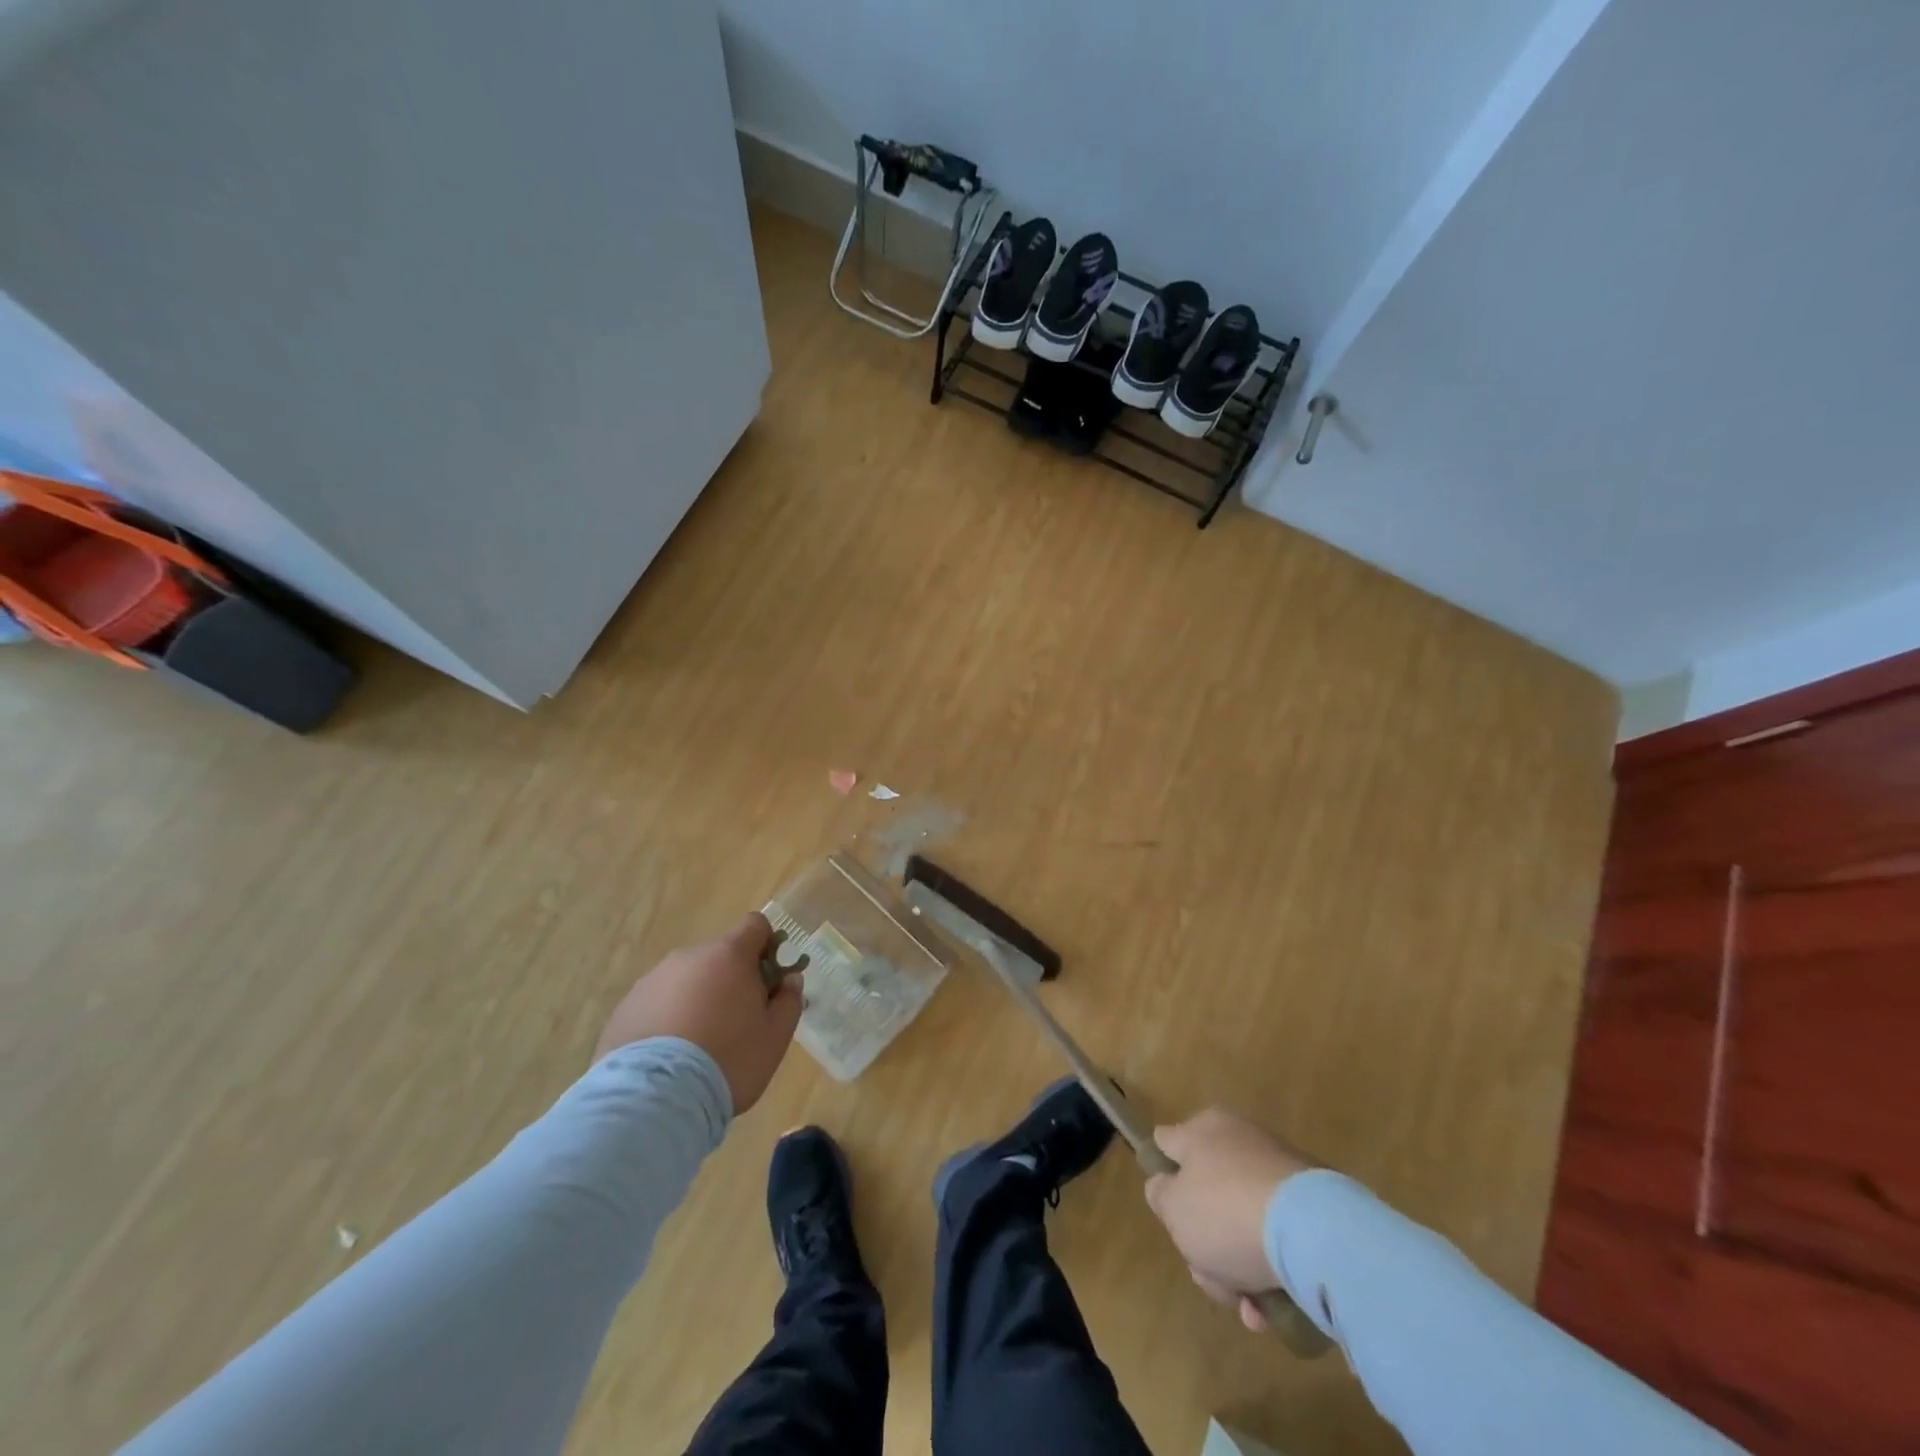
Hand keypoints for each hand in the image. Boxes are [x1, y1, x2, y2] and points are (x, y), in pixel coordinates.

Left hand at [593, 912, 801, 1113]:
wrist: (653, 1100)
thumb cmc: (728, 1061)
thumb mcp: (775, 1037)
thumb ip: (789, 1001)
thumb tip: (790, 980)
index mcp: (729, 956)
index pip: (755, 926)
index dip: (768, 946)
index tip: (770, 978)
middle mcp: (688, 958)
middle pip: (719, 957)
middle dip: (731, 981)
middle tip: (737, 1023)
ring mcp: (652, 981)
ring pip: (686, 981)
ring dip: (698, 1000)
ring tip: (698, 1047)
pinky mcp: (625, 1008)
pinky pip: (658, 1004)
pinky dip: (668, 1020)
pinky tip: (670, 1058)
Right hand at [1144, 1108, 1314, 1330]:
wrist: (1314, 1234)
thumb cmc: (1226, 1212)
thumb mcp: (1173, 1207)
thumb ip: (1160, 1194)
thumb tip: (1164, 1186)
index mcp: (1203, 1130)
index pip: (1168, 1143)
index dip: (1161, 1175)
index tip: (1166, 1211)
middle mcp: (1239, 1141)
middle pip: (1205, 1195)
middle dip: (1203, 1243)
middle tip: (1208, 1276)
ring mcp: (1277, 1172)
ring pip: (1240, 1222)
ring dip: (1237, 1269)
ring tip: (1249, 1308)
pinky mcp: (1311, 1205)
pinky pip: (1276, 1236)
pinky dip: (1269, 1269)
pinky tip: (1272, 1309)